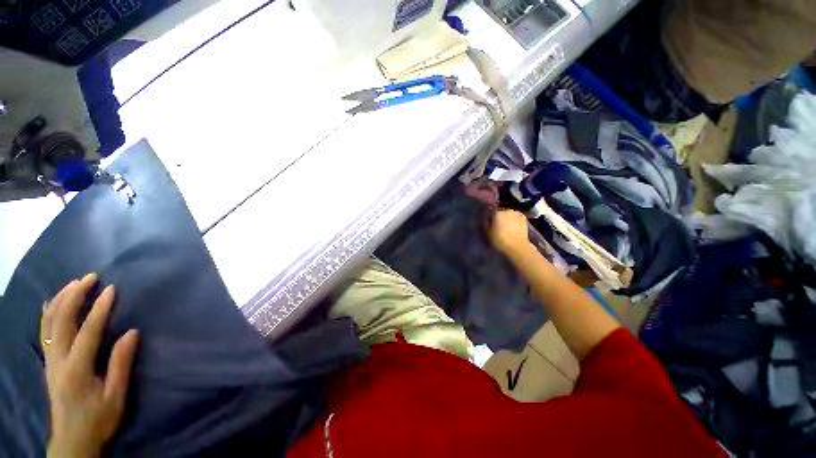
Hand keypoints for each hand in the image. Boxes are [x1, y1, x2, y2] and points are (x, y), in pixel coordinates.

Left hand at [40, 273, 138, 457]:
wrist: (73, 439)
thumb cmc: (99, 418)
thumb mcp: (116, 396)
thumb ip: (121, 363)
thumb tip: (132, 332)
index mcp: (77, 369)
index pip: (88, 331)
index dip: (100, 308)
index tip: (111, 289)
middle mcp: (58, 360)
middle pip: (61, 320)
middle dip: (74, 295)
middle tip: (91, 278)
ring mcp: (50, 359)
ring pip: (49, 322)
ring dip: (60, 299)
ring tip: (74, 283)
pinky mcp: (48, 361)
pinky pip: (44, 331)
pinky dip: (47, 312)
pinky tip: (52, 302)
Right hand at [488, 210, 532, 257]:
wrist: (517, 247)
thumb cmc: (499, 240)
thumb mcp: (487, 232)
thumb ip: (486, 221)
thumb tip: (486, 216)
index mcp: (497, 212)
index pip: (490, 210)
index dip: (488, 216)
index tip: (488, 222)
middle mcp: (507, 210)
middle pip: (500, 211)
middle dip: (498, 216)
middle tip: (497, 225)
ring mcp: (516, 213)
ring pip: (508, 213)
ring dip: (506, 217)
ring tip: (506, 226)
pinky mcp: (524, 218)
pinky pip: (516, 216)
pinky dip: (514, 219)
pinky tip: (513, 226)